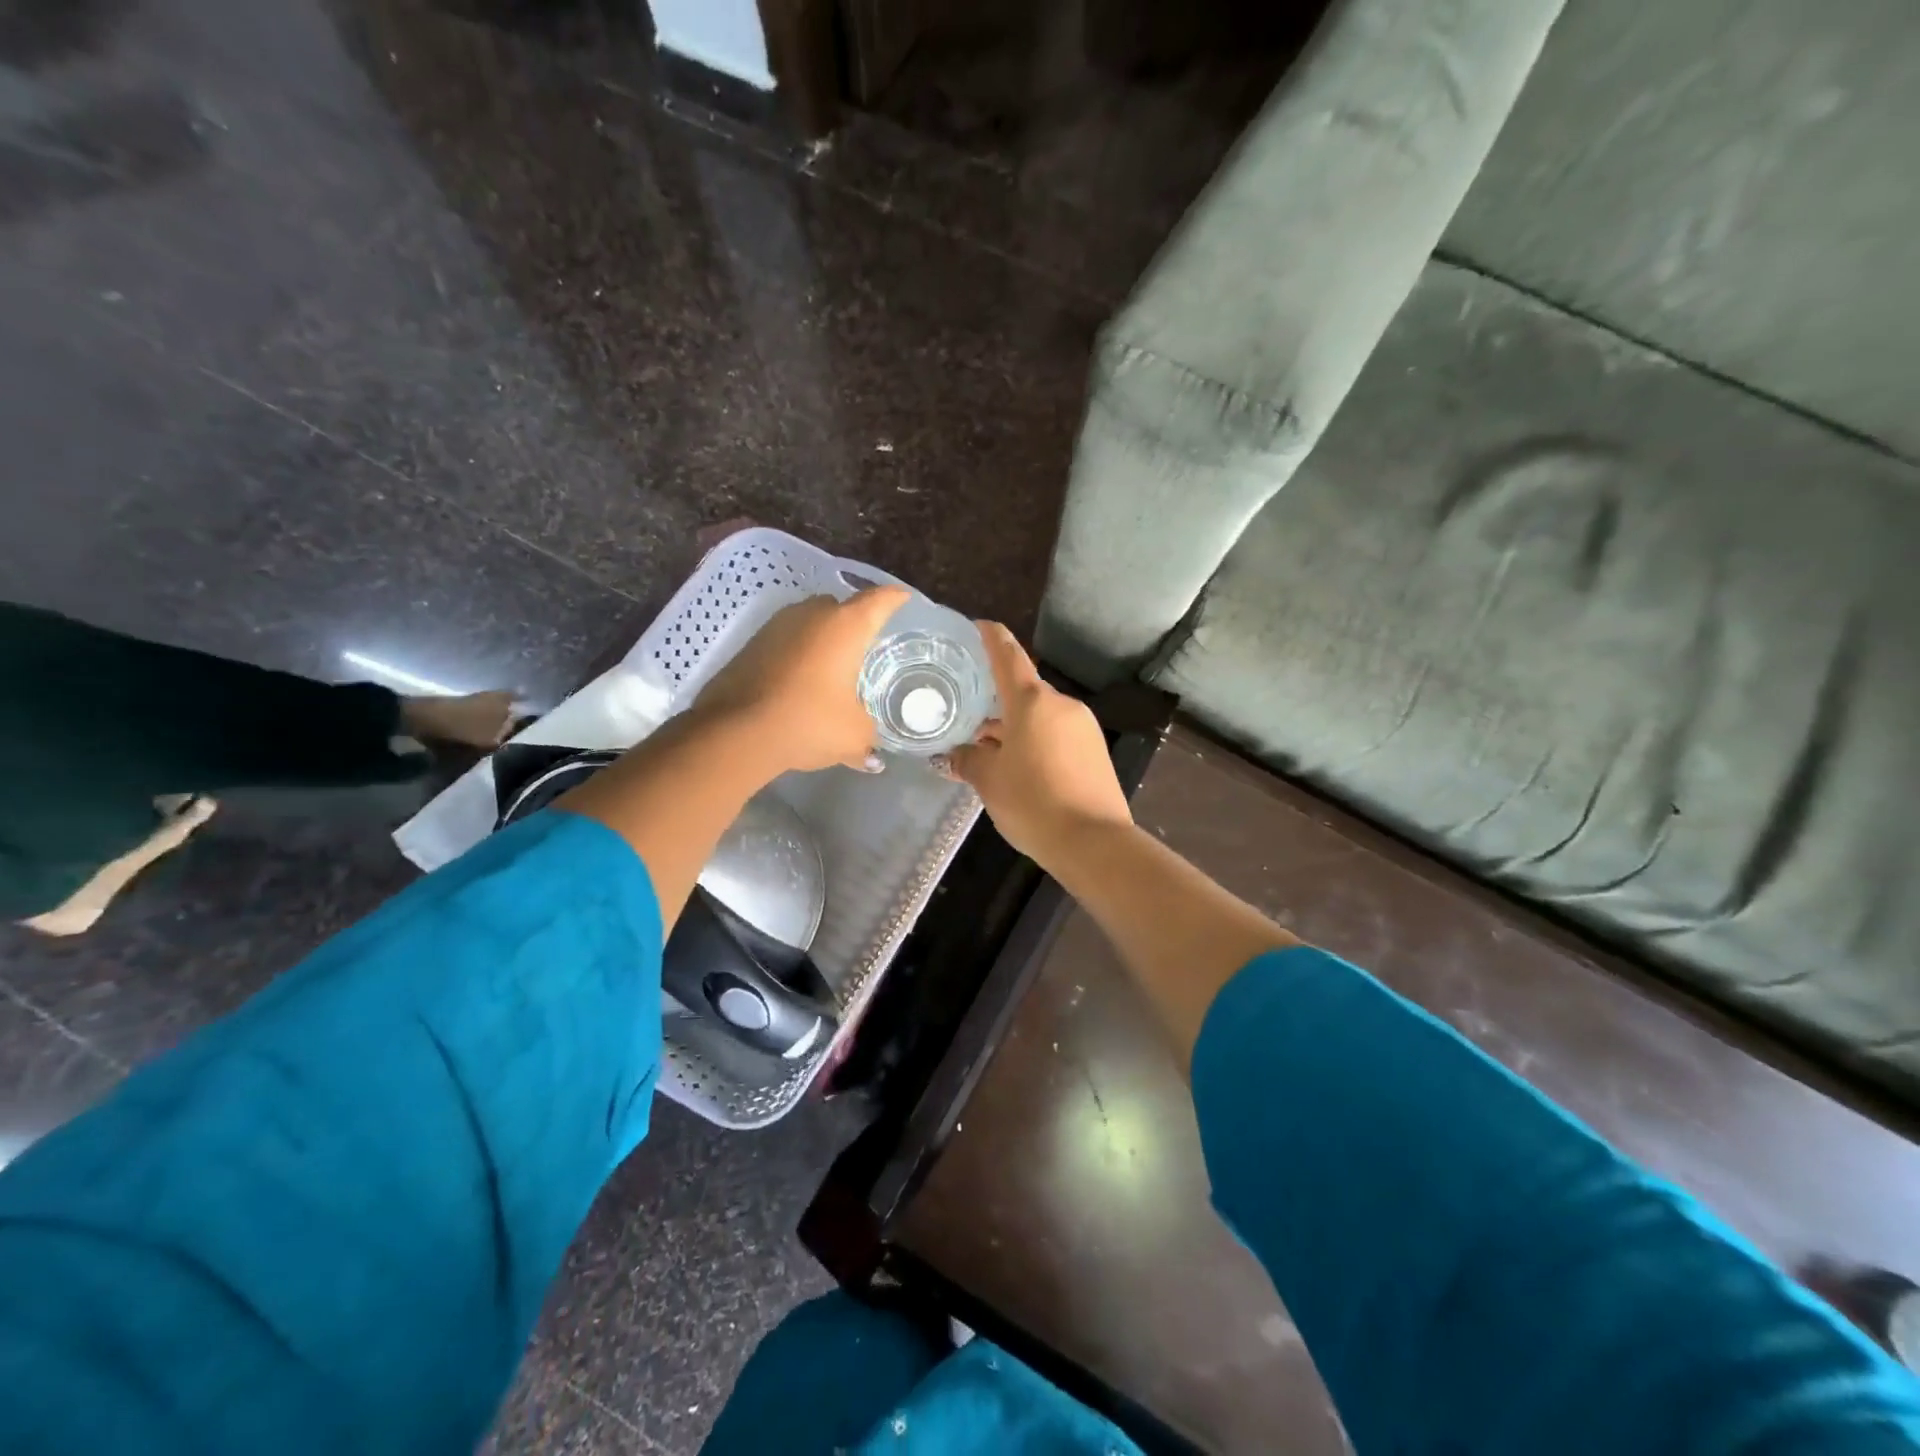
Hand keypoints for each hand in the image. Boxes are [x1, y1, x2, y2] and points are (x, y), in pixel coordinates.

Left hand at [694, 586, 908, 774]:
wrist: (735, 731)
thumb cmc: (808, 722)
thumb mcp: (853, 736)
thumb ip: (867, 738)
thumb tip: (872, 757)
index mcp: (845, 627)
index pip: (879, 600)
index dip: (895, 599)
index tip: (903, 600)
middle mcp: (812, 614)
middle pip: (841, 607)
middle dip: (855, 622)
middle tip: (866, 647)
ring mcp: (777, 625)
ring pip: (809, 622)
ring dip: (822, 638)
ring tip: (832, 665)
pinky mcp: (751, 643)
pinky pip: (786, 640)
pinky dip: (798, 653)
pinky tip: (801, 679)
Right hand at [945, 623, 1132, 866]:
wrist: (1094, 842)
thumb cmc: (1033, 802)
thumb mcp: (989, 781)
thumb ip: (967, 761)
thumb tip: (954, 755)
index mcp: (1032, 701)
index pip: (1008, 656)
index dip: (992, 638)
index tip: (980, 625)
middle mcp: (1061, 705)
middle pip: (1023, 692)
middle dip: (996, 703)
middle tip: (968, 717)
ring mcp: (1083, 727)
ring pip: (1040, 716)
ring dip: (1015, 727)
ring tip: (988, 751)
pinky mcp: (1095, 751)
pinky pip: (1057, 735)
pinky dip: (1035, 742)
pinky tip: (1019, 767)